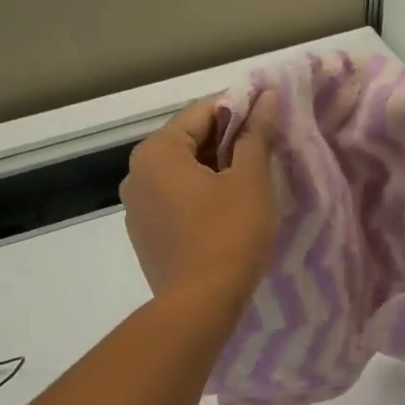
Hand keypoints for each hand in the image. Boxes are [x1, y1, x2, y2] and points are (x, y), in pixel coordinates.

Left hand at [122, 96, 277, 307]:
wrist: (200, 305)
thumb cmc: (229, 235)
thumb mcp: (251, 180)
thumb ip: (256, 134)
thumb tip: (267, 98)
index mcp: (156, 152)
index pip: (201, 113)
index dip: (238, 112)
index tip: (268, 121)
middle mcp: (136, 175)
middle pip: (187, 144)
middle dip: (226, 145)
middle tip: (264, 155)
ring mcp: (136, 210)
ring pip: (181, 176)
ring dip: (213, 174)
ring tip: (249, 187)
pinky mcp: (145, 238)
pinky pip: (174, 205)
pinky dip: (198, 201)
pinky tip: (225, 217)